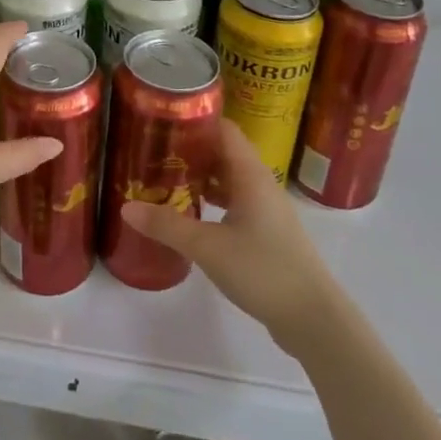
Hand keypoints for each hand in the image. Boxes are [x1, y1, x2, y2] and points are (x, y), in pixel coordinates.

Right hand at [122, 120, 332, 341]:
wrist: (314, 319)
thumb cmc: (263, 270)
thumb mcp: (207, 247)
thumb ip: (166, 225)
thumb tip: (126, 207)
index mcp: (251, 175)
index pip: (225, 129)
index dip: (197, 120)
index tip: (164, 120)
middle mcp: (261, 184)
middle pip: (225, 152)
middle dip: (192, 149)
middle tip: (155, 151)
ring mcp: (267, 210)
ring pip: (230, 179)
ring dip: (202, 176)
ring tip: (166, 178)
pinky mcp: (268, 233)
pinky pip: (236, 202)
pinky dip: (214, 200)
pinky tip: (192, 214)